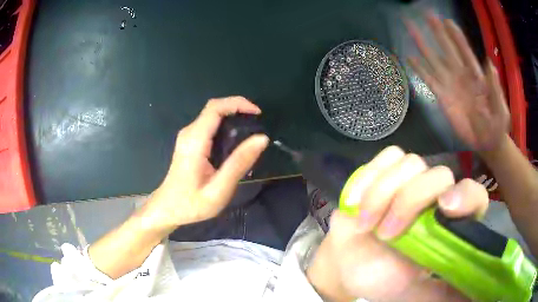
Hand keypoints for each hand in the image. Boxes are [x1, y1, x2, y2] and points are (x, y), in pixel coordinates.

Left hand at [148, 96, 268, 228]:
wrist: (167, 209)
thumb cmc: (191, 203)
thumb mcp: (219, 189)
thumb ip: (239, 163)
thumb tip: (262, 138)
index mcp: (195, 141)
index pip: (215, 108)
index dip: (238, 103)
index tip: (257, 113)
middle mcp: (189, 133)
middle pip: (215, 108)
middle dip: (238, 109)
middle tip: (258, 125)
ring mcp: (188, 136)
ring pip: (213, 115)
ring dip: (233, 117)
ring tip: (251, 134)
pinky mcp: (190, 142)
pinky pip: (210, 125)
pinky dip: (226, 126)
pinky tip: (236, 142)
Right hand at [307, 146, 488, 300]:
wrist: (349, 263)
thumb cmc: (383, 280)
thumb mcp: (414, 294)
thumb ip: (441, 294)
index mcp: (448, 226)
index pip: (474, 197)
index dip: (466, 196)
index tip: (445, 207)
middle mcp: (436, 198)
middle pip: (440, 175)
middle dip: (409, 201)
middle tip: (386, 234)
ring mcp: (412, 181)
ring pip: (411, 163)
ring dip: (382, 193)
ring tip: (366, 224)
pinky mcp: (387, 171)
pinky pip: (387, 157)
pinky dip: (371, 176)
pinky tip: (357, 201)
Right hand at [407, 12, 508, 150]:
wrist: (487, 142)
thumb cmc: (497, 125)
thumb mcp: (501, 108)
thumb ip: (495, 87)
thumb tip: (489, 63)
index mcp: (476, 75)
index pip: (464, 50)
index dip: (456, 36)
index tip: (446, 20)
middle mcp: (461, 74)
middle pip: (447, 49)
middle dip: (437, 31)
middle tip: (426, 15)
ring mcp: (450, 85)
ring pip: (434, 60)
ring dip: (422, 44)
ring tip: (410, 29)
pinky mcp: (442, 97)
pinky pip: (429, 80)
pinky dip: (419, 69)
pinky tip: (409, 58)